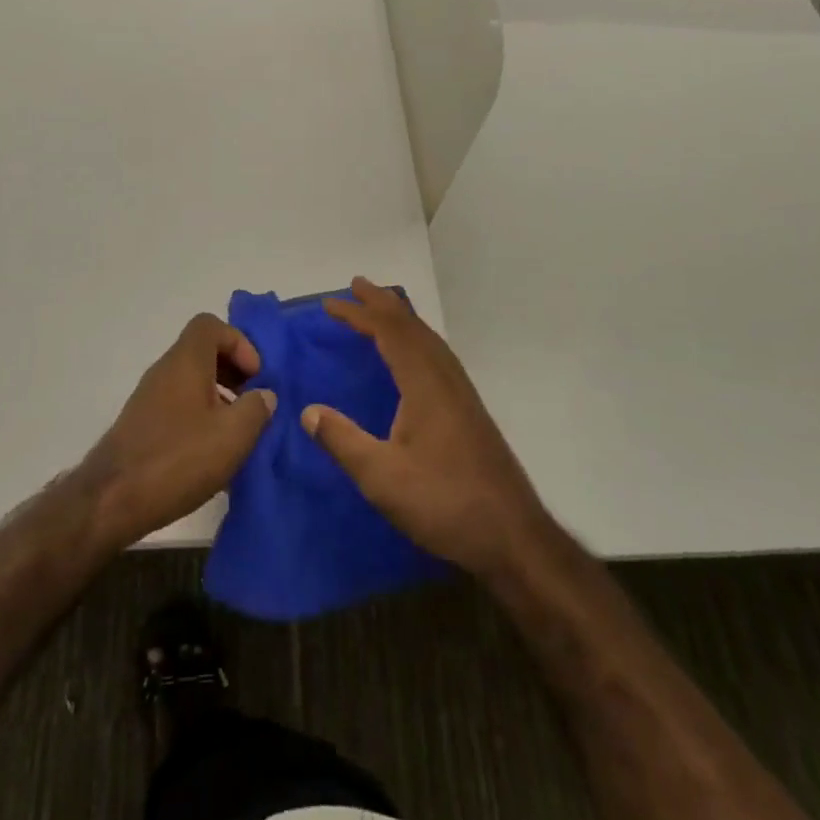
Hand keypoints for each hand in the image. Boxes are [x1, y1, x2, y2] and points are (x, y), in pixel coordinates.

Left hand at [81, 314, 276, 550]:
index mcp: (186, 361)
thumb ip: (256, 408)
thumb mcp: (233, 434)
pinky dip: (200, 418)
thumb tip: (263, 395)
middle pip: (202, 353)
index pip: (210, 325)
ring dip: (219, 398)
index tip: (255, 376)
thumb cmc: (178, 458)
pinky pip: (179, 407)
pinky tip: (212, 455)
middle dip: (233, 372)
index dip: (239, 342)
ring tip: (237, 434)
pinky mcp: (142, 426)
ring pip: (191, 382)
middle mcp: (164, 371)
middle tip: (252, 403)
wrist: (111, 501)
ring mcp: (149, 399)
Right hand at [303, 277, 552, 581]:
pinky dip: (417, 339)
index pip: (388, 332)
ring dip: (402, 318)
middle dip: (382, 303)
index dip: (359, 313)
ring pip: (429, 339)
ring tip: (380, 310)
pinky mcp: (469, 409)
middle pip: (412, 326)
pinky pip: (437, 354)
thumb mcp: (381, 478)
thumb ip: (342, 441)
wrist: (512, 534)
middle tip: (356, 285)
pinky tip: (413, 356)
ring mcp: (461, 392)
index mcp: (424, 383)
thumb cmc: (443, 502)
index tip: (329, 303)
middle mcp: (445, 377)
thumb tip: (307, 410)